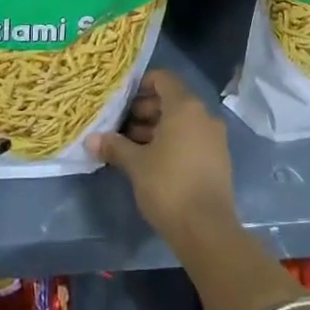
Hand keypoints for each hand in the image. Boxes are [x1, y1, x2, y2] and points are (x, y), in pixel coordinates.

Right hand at [89, 70, 238, 251]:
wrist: (207, 229)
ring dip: (156, 128)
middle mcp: (204, 116)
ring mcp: (214, 138)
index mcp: (185, 107)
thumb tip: (91, 139)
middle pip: (172, 100)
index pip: (163, 79)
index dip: (141, 84)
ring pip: (181, 122)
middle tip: (120, 126)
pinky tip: (151, 161)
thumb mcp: (136, 164)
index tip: (121, 100)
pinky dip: (172, 142)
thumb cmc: (168, 185)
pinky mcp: (218, 159)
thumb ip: (115, 146)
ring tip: (130, 146)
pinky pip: (191, 139)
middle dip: (144, 110)